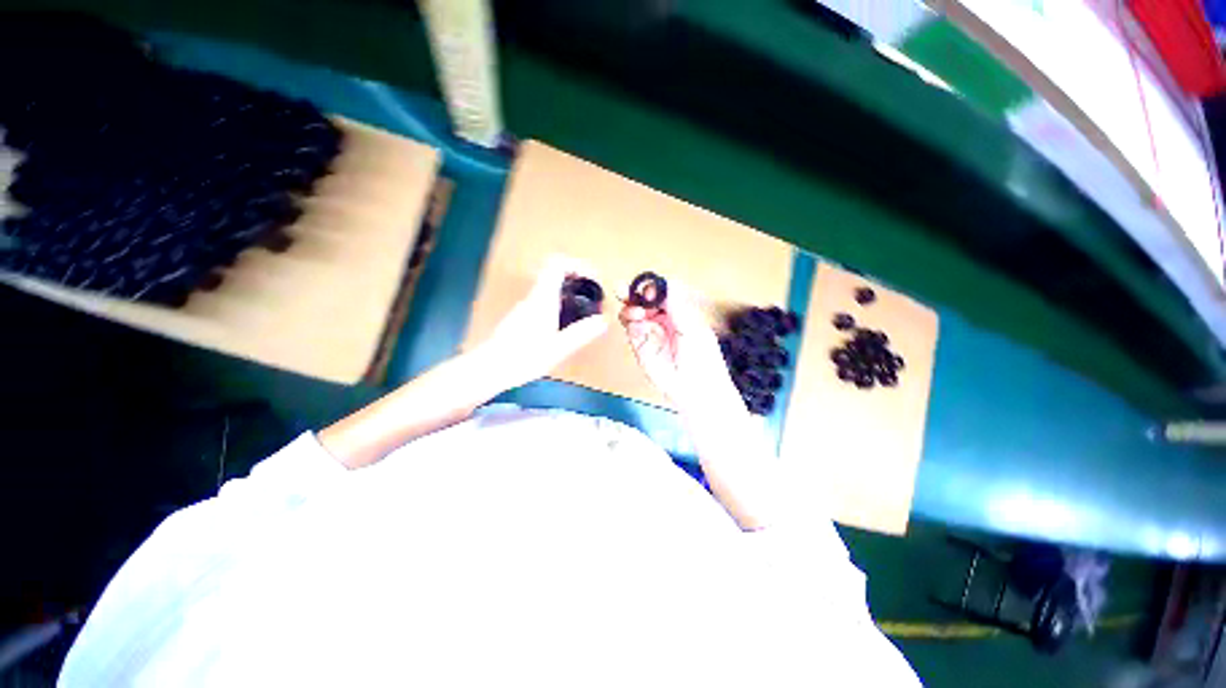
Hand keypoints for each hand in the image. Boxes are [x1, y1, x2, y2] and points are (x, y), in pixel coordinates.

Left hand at [484, 256, 608, 388]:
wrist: (490, 368)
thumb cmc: (525, 357)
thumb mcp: (558, 348)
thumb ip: (581, 333)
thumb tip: (602, 320)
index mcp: (543, 299)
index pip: (557, 265)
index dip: (576, 265)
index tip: (591, 277)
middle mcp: (533, 298)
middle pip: (554, 275)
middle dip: (576, 280)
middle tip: (592, 296)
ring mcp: (525, 307)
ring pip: (549, 289)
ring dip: (567, 293)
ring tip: (583, 311)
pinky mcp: (521, 318)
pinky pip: (543, 302)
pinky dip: (558, 305)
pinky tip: (564, 325)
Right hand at [619, 281, 743, 415]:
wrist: (695, 390)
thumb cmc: (702, 359)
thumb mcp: (693, 328)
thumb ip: (678, 306)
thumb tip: (668, 284)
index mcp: (680, 312)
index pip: (661, 294)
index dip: (652, 288)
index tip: (647, 289)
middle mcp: (663, 320)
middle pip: (644, 302)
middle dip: (633, 294)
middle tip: (622, 290)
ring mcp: (651, 333)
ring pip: (634, 314)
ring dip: (630, 309)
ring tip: (635, 313)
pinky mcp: (641, 347)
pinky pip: (631, 330)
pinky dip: (631, 325)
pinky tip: (637, 326)